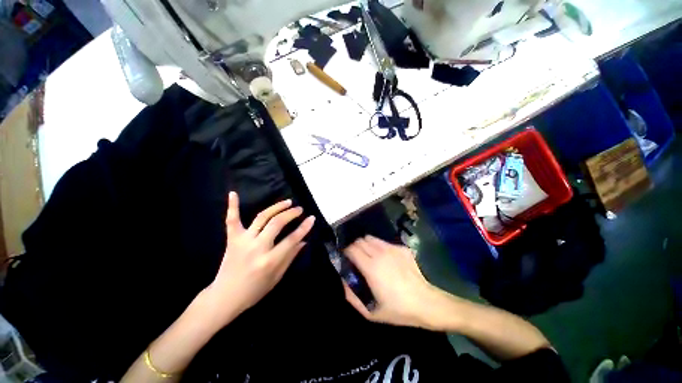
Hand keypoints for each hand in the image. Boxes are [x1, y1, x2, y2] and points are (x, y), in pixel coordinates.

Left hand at [203, 192, 315, 326]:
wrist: (225, 297)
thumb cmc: (254, 290)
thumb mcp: (277, 277)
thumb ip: (290, 257)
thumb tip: (304, 241)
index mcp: (270, 260)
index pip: (292, 239)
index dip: (304, 227)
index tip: (312, 218)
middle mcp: (257, 248)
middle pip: (277, 223)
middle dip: (291, 214)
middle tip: (299, 209)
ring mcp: (243, 241)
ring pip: (262, 218)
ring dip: (276, 207)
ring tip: (287, 202)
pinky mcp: (232, 239)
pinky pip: (232, 220)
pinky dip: (233, 207)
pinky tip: (233, 193)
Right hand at [343, 236, 446, 329]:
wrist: (425, 303)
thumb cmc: (398, 309)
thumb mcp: (370, 312)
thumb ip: (352, 297)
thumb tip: (343, 281)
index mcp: (371, 268)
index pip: (352, 249)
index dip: (346, 252)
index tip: (346, 258)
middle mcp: (380, 254)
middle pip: (360, 241)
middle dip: (355, 247)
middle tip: (356, 258)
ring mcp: (392, 249)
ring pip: (371, 238)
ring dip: (366, 244)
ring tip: (369, 255)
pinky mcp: (401, 248)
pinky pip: (384, 242)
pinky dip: (379, 247)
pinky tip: (385, 258)